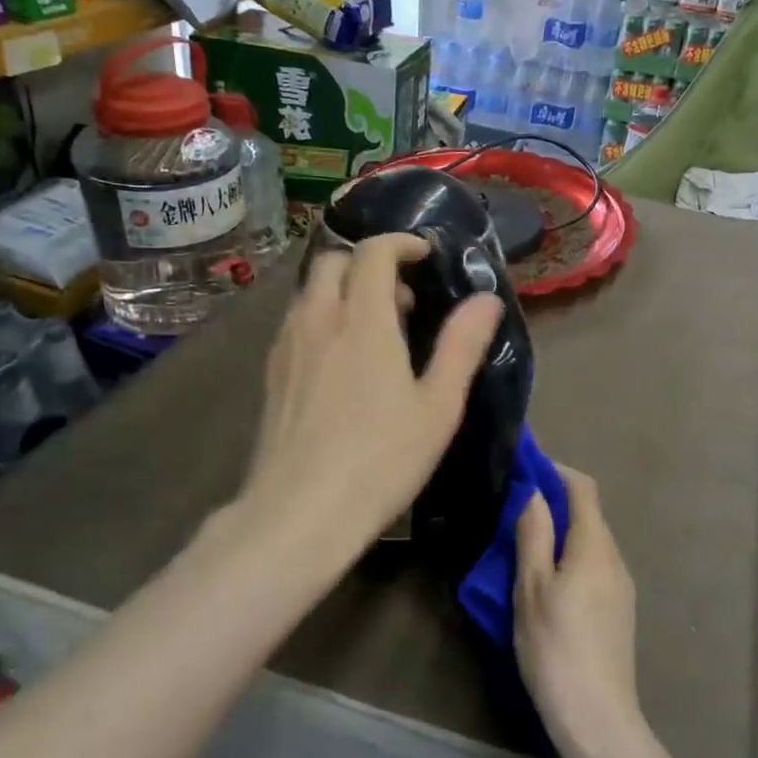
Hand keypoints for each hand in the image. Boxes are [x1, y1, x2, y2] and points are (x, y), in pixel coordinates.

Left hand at [240, 233, 502, 567]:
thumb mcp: (438, 407)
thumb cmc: (380, 461)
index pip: (373, 252)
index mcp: (362, 321)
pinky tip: (342, 362)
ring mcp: (287, 346)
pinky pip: (296, 321)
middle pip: (333, 261)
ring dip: (345, 291)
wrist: (298, 514)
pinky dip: (323, 317)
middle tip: (403, 300)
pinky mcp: (271, 373)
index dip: (401, 243)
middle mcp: (318, 320)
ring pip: (311, 291)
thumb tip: (487, 299)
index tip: (426, 256)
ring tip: (376, 332)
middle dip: (370, 264)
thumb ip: (462, 346)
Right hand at [514, 465, 643, 757]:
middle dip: (555, 504)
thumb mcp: (531, 588)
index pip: (582, 488)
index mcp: (594, 545)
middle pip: (588, 514)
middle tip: (515, 513)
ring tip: (525, 548)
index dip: (555, 472)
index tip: (525, 471)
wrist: (598, 716)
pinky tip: (548, 584)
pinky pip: (595, 567)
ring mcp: (622, 586)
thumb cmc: (556, 647)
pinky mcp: (620, 611)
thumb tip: (534, 491)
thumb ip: (533, 534)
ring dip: (562, 534)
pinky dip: (572, 559)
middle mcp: (615, 557)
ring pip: (591, 543)